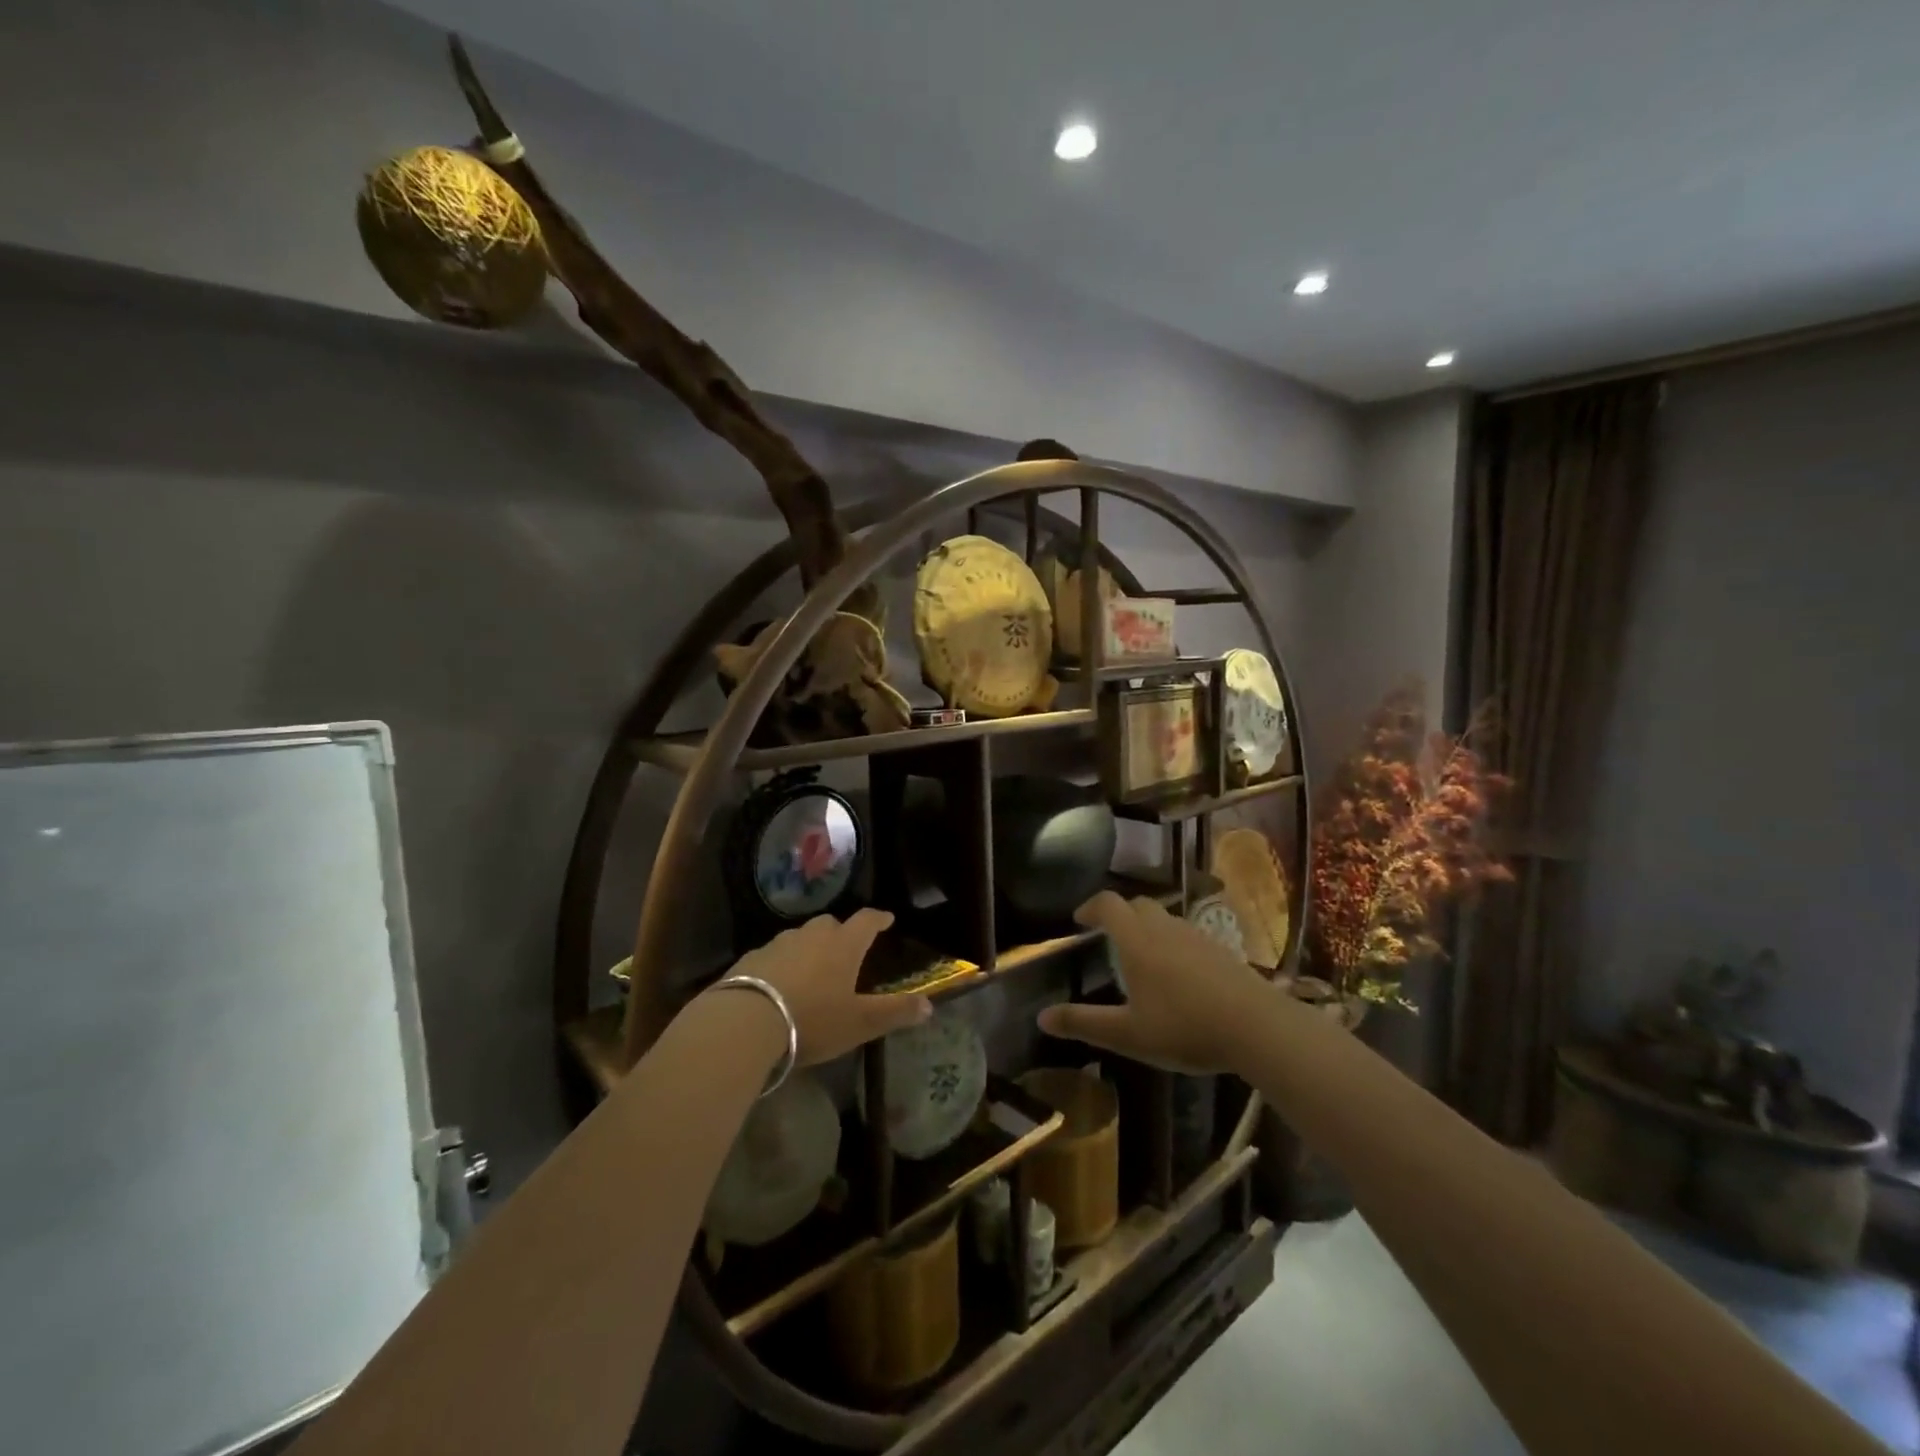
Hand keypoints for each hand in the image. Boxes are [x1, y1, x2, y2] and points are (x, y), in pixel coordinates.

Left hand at [728, 909, 930, 1066]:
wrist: (746, 1021)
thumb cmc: (812, 1019)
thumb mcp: (860, 1022)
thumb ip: (895, 1012)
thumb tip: (929, 1006)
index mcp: (843, 945)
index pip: (867, 921)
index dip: (878, 919)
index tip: (886, 919)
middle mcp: (812, 936)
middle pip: (831, 924)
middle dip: (842, 932)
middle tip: (847, 947)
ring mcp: (778, 944)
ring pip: (800, 937)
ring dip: (810, 946)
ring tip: (813, 967)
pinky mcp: (751, 958)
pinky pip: (774, 954)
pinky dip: (783, 962)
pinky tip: (780, 982)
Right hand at [1037, 893, 1270, 1073]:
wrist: (1257, 1027)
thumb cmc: (1184, 1028)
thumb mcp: (1128, 1034)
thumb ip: (1084, 1023)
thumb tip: (1041, 1017)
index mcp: (1137, 942)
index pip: (1109, 905)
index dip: (1091, 906)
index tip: (1079, 920)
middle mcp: (1165, 929)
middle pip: (1138, 904)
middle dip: (1119, 914)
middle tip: (1108, 936)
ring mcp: (1197, 937)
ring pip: (1165, 918)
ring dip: (1147, 927)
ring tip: (1141, 957)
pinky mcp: (1221, 951)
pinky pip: (1187, 935)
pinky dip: (1173, 942)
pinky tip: (1179, 974)